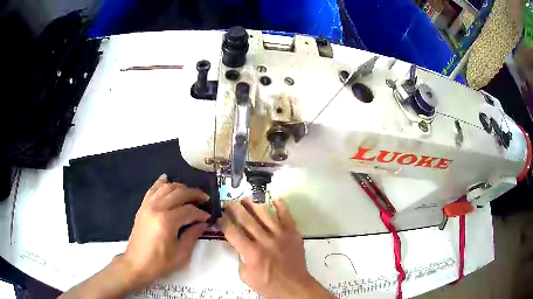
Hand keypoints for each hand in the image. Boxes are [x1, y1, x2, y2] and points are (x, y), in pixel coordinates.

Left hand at [119, 174, 210, 288]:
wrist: (136, 264)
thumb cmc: (160, 262)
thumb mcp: (181, 254)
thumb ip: (193, 235)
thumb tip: (203, 224)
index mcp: (167, 221)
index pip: (189, 210)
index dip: (201, 213)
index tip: (208, 217)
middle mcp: (157, 208)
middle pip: (179, 193)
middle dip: (194, 194)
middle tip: (205, 199)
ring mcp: (148, 205)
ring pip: (166, 187)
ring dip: (180, 187)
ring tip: (190, 193)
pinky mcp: (142, 207)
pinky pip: (152, 190)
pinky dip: (160, 183)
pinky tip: (166, 178)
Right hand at [219, 198, 333, 298]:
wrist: (293, 286)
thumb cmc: (267, 284)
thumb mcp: (245, 275)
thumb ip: (240, 257)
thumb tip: (236, 242)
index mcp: (251, 253)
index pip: (232, 232)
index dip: (224, 222)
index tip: (219, 216)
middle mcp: (265, 241)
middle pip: (246, 220)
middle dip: (235, 209)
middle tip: (229, 202)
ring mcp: (280, 235)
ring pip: (265, 214)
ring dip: (253, 204)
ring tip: (246, 198)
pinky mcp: (293, 234)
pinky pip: (286, 216)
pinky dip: (281, 206)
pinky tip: (275, 199)